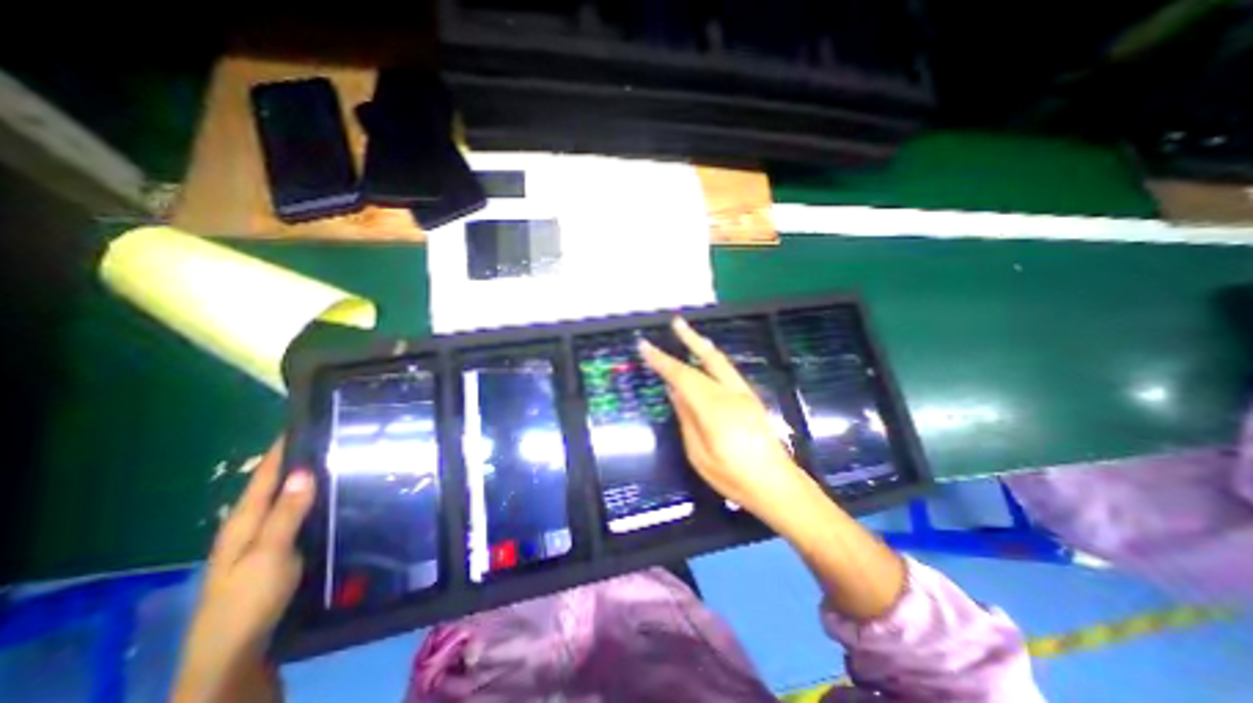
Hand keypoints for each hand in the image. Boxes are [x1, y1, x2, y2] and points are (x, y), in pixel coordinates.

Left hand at [173, 437, 315, 698]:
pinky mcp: (281, 553)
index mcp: (243, 522)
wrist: (236, 654)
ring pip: (289, 499)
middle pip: (276, 484)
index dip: (281, 448)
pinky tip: (335, 497)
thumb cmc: (249, 601)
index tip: (305, 421)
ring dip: (310, 479)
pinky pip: (299, 516)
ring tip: (342, 459)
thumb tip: (303, 469)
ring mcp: (265, 541)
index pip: (264, 474)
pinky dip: (314, 500)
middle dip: (300, 459)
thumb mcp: (269, 554)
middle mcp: (251, 527)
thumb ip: (286, 513)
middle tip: (336, 437)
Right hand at [640, 318, 818, 527]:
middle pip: (707, 359)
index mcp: (714, 408)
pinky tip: (706, 359)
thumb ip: (687, 418)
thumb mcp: (699, 454)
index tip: (645, 346)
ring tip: (688, 334)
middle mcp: (731, 394)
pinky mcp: (751, 399)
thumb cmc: (734, 477)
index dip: (662, 360)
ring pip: (720, 362)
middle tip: (676, 322)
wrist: (778, 486)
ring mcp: (744, 394)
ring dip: (702, 346)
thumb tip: (675, 391)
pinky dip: (713, 360)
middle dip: (689, 339)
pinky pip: (727, 371)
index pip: (682, 376)